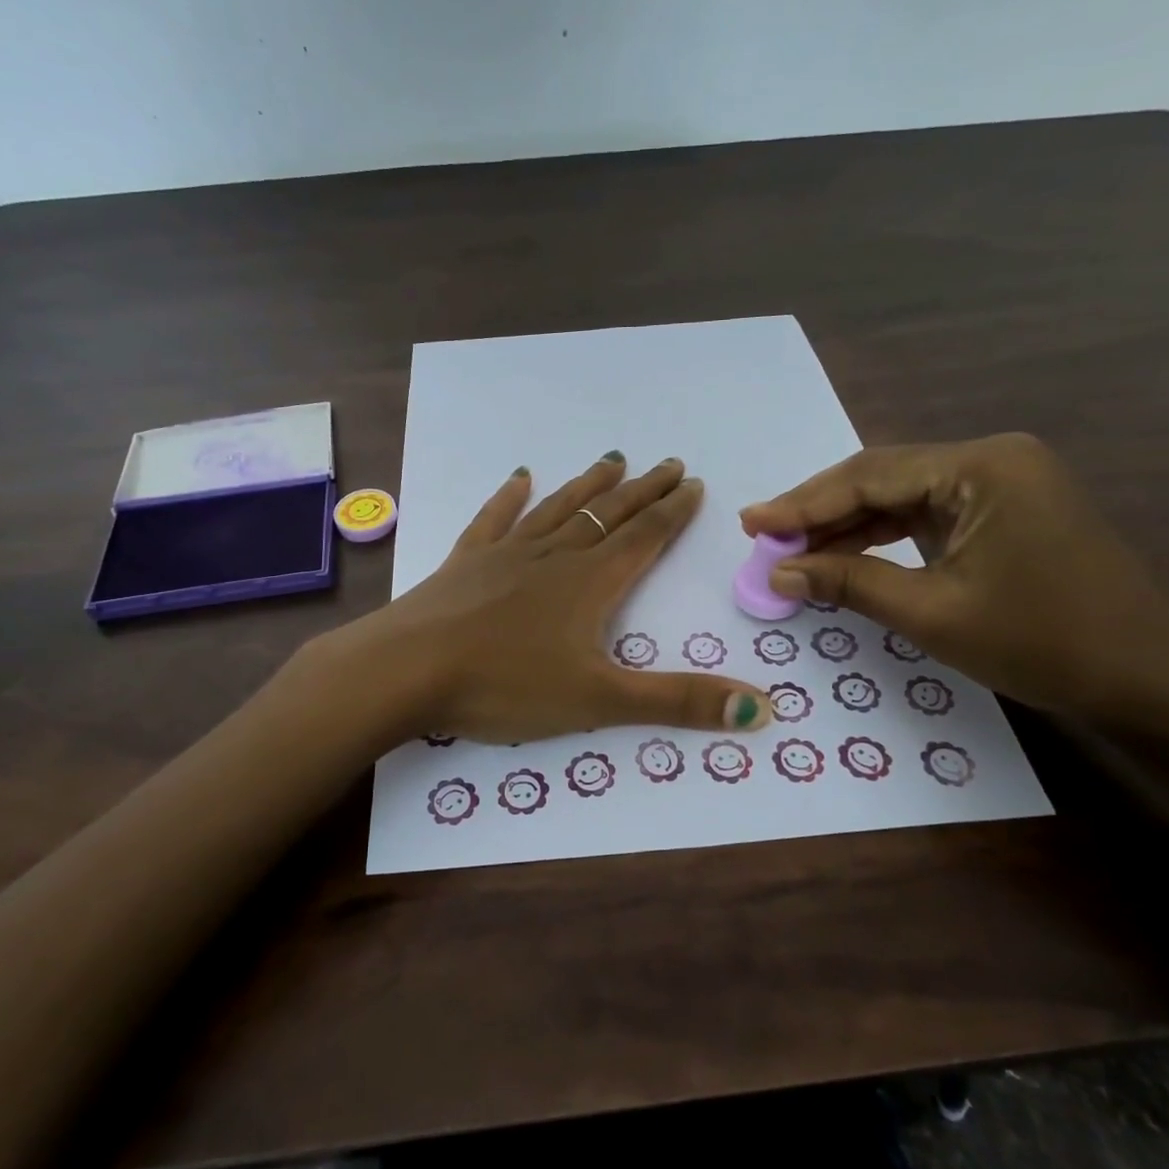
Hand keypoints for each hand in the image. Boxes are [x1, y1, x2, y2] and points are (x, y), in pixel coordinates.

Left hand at [315, 453, 772, 743]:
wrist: (406, 669)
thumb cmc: (505, 685)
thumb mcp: (599, 701)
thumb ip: (677, 702)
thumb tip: (761, 708)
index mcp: (590, 584)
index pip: (644, 539)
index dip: (673, 512)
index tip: (694, 484)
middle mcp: (553, 557)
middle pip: (608, 516)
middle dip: (642, 492)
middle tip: (669, 464)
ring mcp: (505, 555)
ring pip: (558, 510)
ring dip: (588, 486)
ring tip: (613, 460)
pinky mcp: (465, 563)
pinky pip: (494, 520)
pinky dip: (510, 499)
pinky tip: (520, 478)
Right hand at [739, 433, 1168, 728]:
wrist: (1150, 682)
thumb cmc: (1042, 642)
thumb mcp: (931, 613)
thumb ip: (848, 582)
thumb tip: (777, 573)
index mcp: (982, 467)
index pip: (869, 476)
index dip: (803, 503)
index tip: (750, 523)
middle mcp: (992, 460)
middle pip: (882, 479)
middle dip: (819, 511)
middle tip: (762, 536)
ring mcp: (1002, 485)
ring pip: (900, 497)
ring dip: (846, 526)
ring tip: (790, 551)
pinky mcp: (1005, 513)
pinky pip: (926, 517)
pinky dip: (881, 538)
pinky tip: (843, 556)